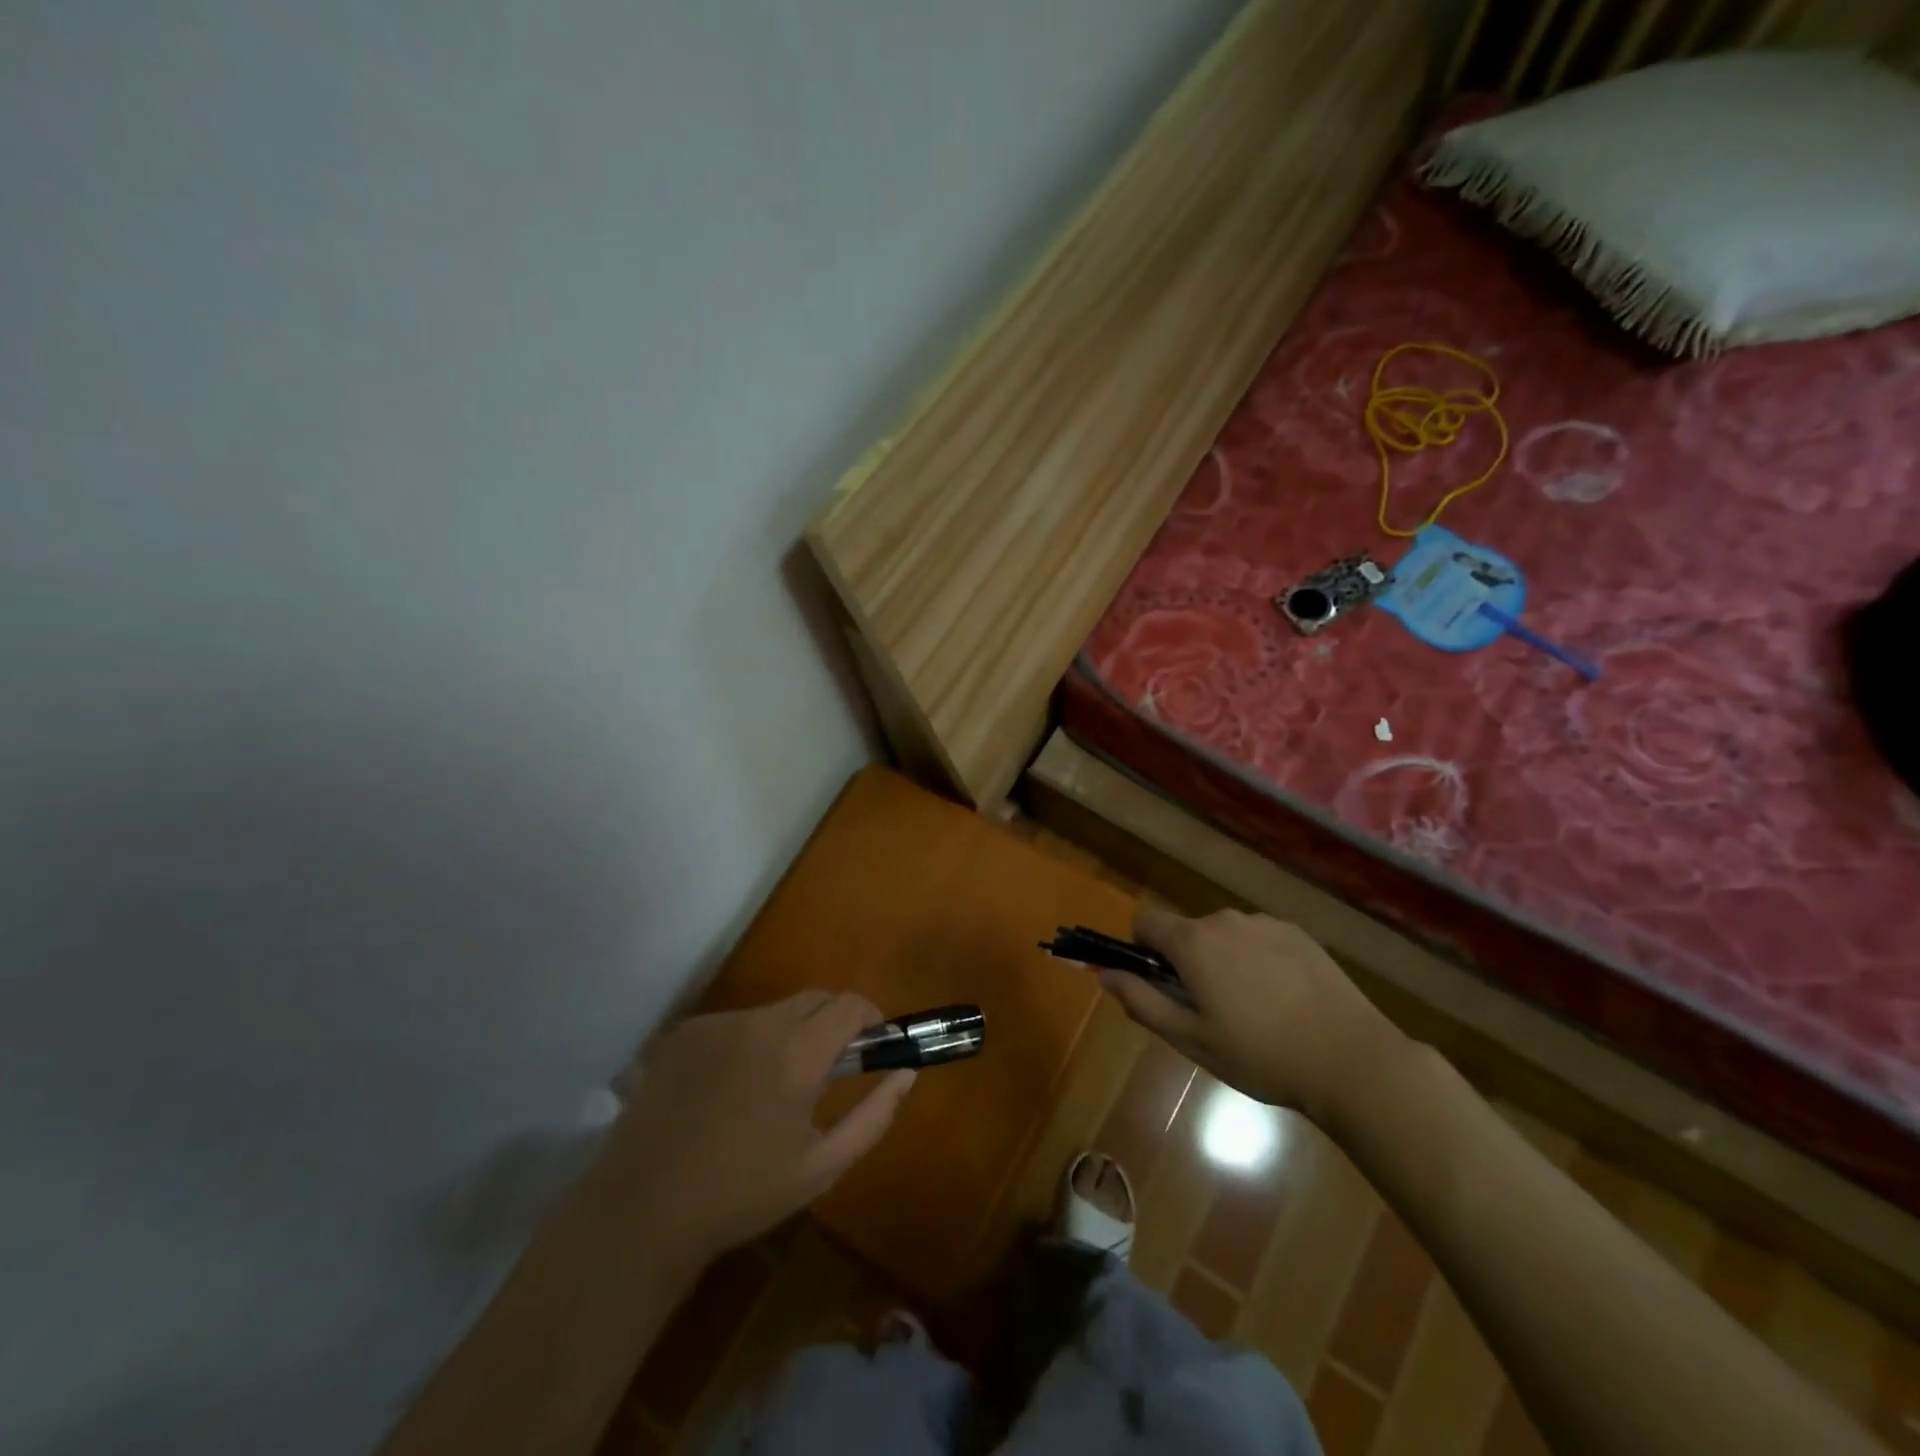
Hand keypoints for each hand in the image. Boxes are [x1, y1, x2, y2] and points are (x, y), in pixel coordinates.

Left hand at [609, 992, 915, 1265]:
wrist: (643, 1211)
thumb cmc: (742, 1195)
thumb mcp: (821, 1167)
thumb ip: (873, 1116)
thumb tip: (905, 1073)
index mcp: (799, 1055)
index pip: (850, 1005)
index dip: (870, 1017)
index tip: (872, 1042)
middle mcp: (760, 1024)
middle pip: (814, 1000)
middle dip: (831, 1024)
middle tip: (824, 1069)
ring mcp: (718, 1023)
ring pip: (773, 1012)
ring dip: (787, 1035)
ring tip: (768, 1087)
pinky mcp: (685, 1031)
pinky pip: (734, 1024)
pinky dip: (745, 1043)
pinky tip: (726, 1090)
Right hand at [1101, 905, 1405, 1129]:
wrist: (1351, 1060)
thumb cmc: (1261, 1056)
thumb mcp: (1192, 1040)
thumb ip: (1142, 1002)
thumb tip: (1105, 974)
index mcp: (1193, 943)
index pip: (1145, 921)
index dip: (1142, 949)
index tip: (1160, 984)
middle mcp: (1225, 920)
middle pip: (1187, 931)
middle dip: (1187, 961)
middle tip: (1210, 1011)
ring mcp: (1265, 923)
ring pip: (1225, 935)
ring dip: (1224, 960)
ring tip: (1253, 1010)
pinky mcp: (1298, 933)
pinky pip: (1259, 938)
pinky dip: (1258, 960)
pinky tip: (1284, 1000)